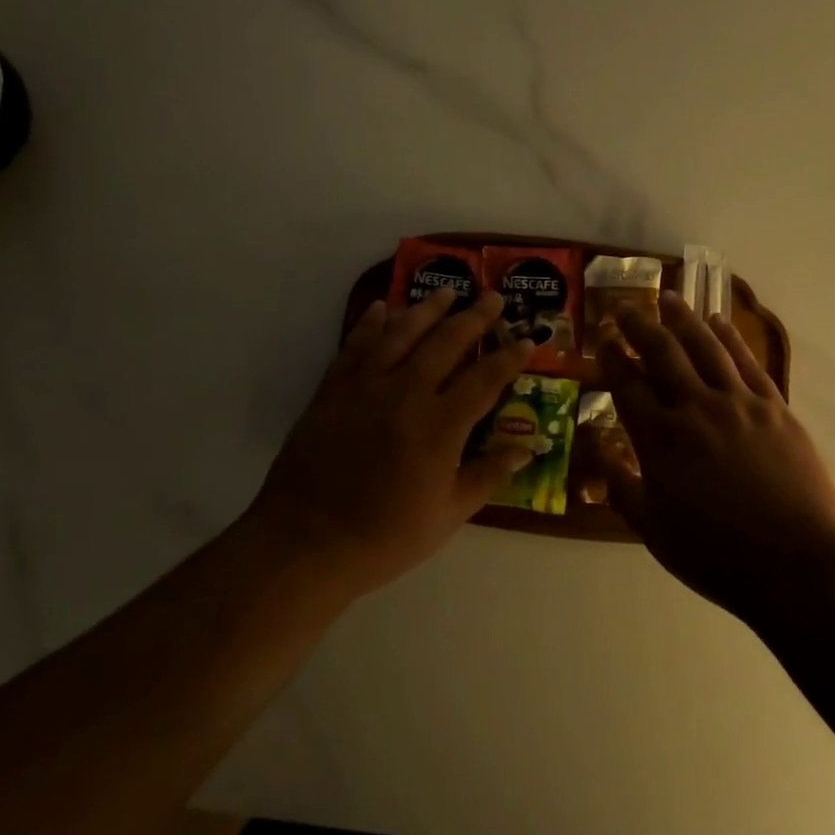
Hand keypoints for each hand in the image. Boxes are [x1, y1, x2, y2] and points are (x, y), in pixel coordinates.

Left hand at [249, 288, 534, 594]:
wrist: (306, 543)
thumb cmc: (384, 536)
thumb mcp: (447, 515)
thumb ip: (488, 475)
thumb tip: (528, 449)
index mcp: (440, 425)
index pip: (485, 379)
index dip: (510, 357)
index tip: (527, 339)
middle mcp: (406, 393)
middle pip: (447, 342)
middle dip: (475, 317)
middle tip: (492, 297)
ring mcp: (366, 386)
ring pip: (402, 333)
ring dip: (427, 308)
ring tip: (446, 291)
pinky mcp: (333, 389)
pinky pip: (356, 345)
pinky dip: (370, 323)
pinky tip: (381, 307)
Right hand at [600, 291, 834, 616]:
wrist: (799, 563)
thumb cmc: (719, 555)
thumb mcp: (656, 533)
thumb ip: (624, 490)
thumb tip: (600, 455)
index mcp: (661, 440)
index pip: (627, 385)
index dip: (612, 357)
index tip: (603, 338)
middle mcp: (696, 408)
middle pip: (663, 352)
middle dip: (640, 325)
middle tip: (625, 306)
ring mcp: (738, 402)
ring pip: (705, 346)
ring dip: (683, 318)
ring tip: (669, 297)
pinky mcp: (773, 406)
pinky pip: (747, 361)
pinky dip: (730, 337)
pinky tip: (719, 322)